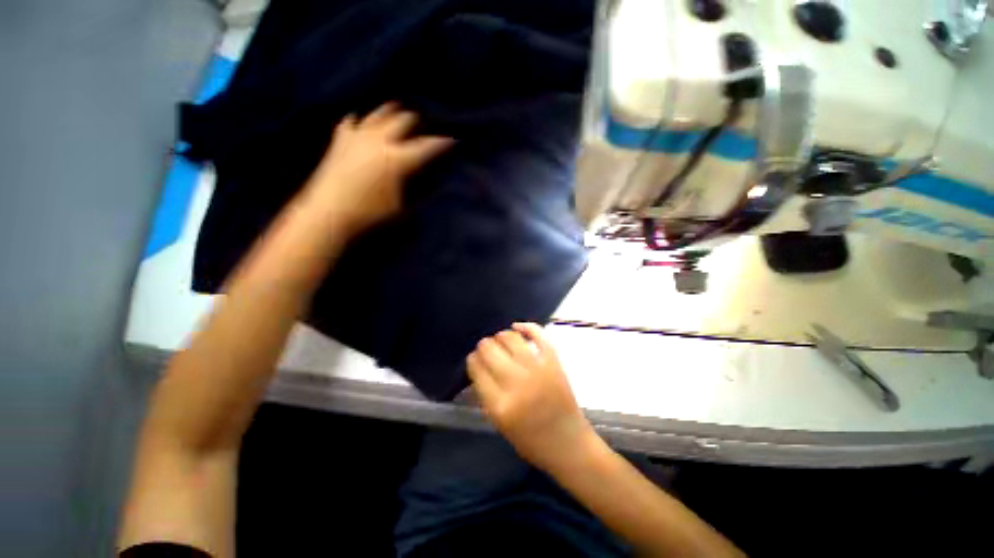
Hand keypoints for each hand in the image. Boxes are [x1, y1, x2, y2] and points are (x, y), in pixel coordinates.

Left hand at [303, 102, 452, 234]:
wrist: (329, 215)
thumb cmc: (371, 215)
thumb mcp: (403, 208)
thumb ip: (419, 190)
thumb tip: (431, 179)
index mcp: (399, 159)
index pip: (428, 146)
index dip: (443, 142)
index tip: (453, 140)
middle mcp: (380, 140)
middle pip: (405, 119)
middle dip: (418, 123)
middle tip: (425, 129)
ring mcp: (358, 136)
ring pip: (379, 113)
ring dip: (393, 113)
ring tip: (399, 114)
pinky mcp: (340, 140)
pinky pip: (352, 122)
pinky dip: (361, 122)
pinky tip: (362, 124)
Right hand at [467, 323, 596, 472]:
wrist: (568, 442)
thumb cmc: (530, 440)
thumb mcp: (499, 423)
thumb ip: (486, 393)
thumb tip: (479, 364)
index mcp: (500, 404)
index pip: (476, 368)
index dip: (472, 359)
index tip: (474, 358)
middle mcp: (517, 383)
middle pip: (490, 349)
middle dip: (483, 346)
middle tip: (485, 348)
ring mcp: (537, 369)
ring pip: (510, 337)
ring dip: (501, 335)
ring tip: (500, 340)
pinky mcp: (553, 361)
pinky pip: (538, 335)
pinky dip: (526, 326)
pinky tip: (516, 327)